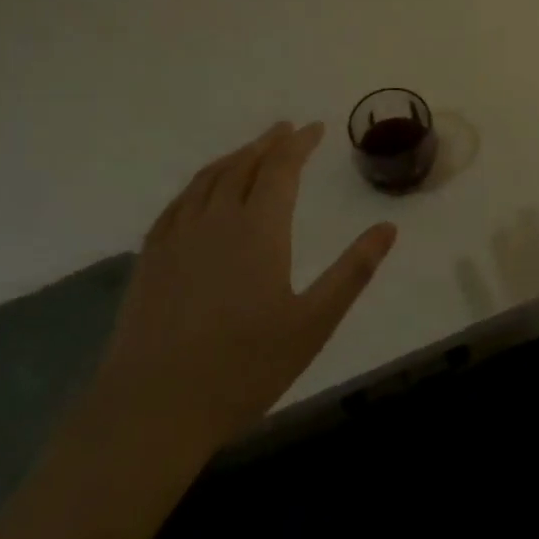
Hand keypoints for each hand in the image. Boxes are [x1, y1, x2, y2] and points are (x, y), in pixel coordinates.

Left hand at [93, 121, 398, 450]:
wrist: (152, 409)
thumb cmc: (243, 368)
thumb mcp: (313, 323)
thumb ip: (353, 271)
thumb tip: (388, 228)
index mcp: (259, 228)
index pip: (282, 168)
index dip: (300, 143)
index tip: (315, 129)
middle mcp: (217, 219)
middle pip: (244, 164)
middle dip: (269, 143)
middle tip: (286, 130)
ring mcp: (177, 237)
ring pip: (208, 179)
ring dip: (234, 157)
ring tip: (251, 150)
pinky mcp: (150, 258)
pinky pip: (178, 203)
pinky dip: (199, 184)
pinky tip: (201, 192)